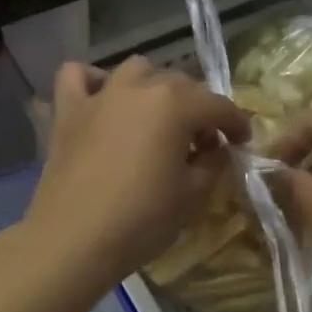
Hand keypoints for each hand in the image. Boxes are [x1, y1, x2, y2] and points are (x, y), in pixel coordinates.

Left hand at [21, 57, 250, 290]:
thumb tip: (216, 149)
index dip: (236, 123)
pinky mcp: (68, 110)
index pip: (218, 105)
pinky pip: (77, 75)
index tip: (243, 142)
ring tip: (157, 118)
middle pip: (180, 84)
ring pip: (136, 70)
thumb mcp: (193, 195)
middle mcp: (139, 87)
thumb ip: (213, 163)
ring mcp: (100, 95)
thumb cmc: (141, 220)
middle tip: (202, 141)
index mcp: (175, 104)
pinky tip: (102, 101)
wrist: (73, 240)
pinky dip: (93, 81)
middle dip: (198, 108)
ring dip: (153, 87)